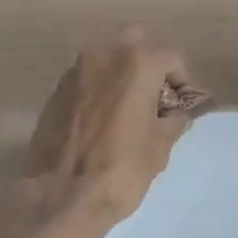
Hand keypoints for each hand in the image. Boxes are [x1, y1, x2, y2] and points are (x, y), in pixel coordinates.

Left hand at [1, 29, 198, 237]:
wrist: (57, 197)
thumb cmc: (119, 170)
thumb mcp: (159, 148)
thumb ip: (173, 122)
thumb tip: (177, 114)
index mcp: (136, 63)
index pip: (171, 58)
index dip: (181, 82)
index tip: (180, 106)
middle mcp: (104, 55)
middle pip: (135, 40)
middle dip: (149, 61)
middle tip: (155, 94)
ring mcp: (75, 70)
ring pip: (107, 57)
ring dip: (121, 73)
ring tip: (128, 109)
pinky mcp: (55, 90)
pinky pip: (87, 78)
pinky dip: (99, 88)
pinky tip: (102, 120)